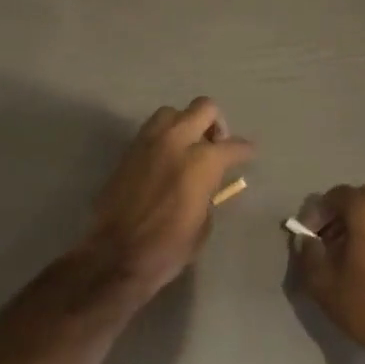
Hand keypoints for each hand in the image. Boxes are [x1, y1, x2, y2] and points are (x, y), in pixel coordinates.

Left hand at [80, 98, 254, 302]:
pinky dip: (164, 137)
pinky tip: (167, 160)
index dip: (245, 151)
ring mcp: (148, 143)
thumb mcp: (203, 224)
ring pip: (172, 113)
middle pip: (204, 108)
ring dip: (185, 123)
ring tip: (188, 148)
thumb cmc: (169, 247)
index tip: (248, 154)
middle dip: (215, 123)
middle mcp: (176, 141)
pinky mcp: (128, 152)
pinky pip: (151, 131)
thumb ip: (209, 193)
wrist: (116, 255)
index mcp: (202, 161)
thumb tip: (207, 184)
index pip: (233, 146)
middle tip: (216, 145)